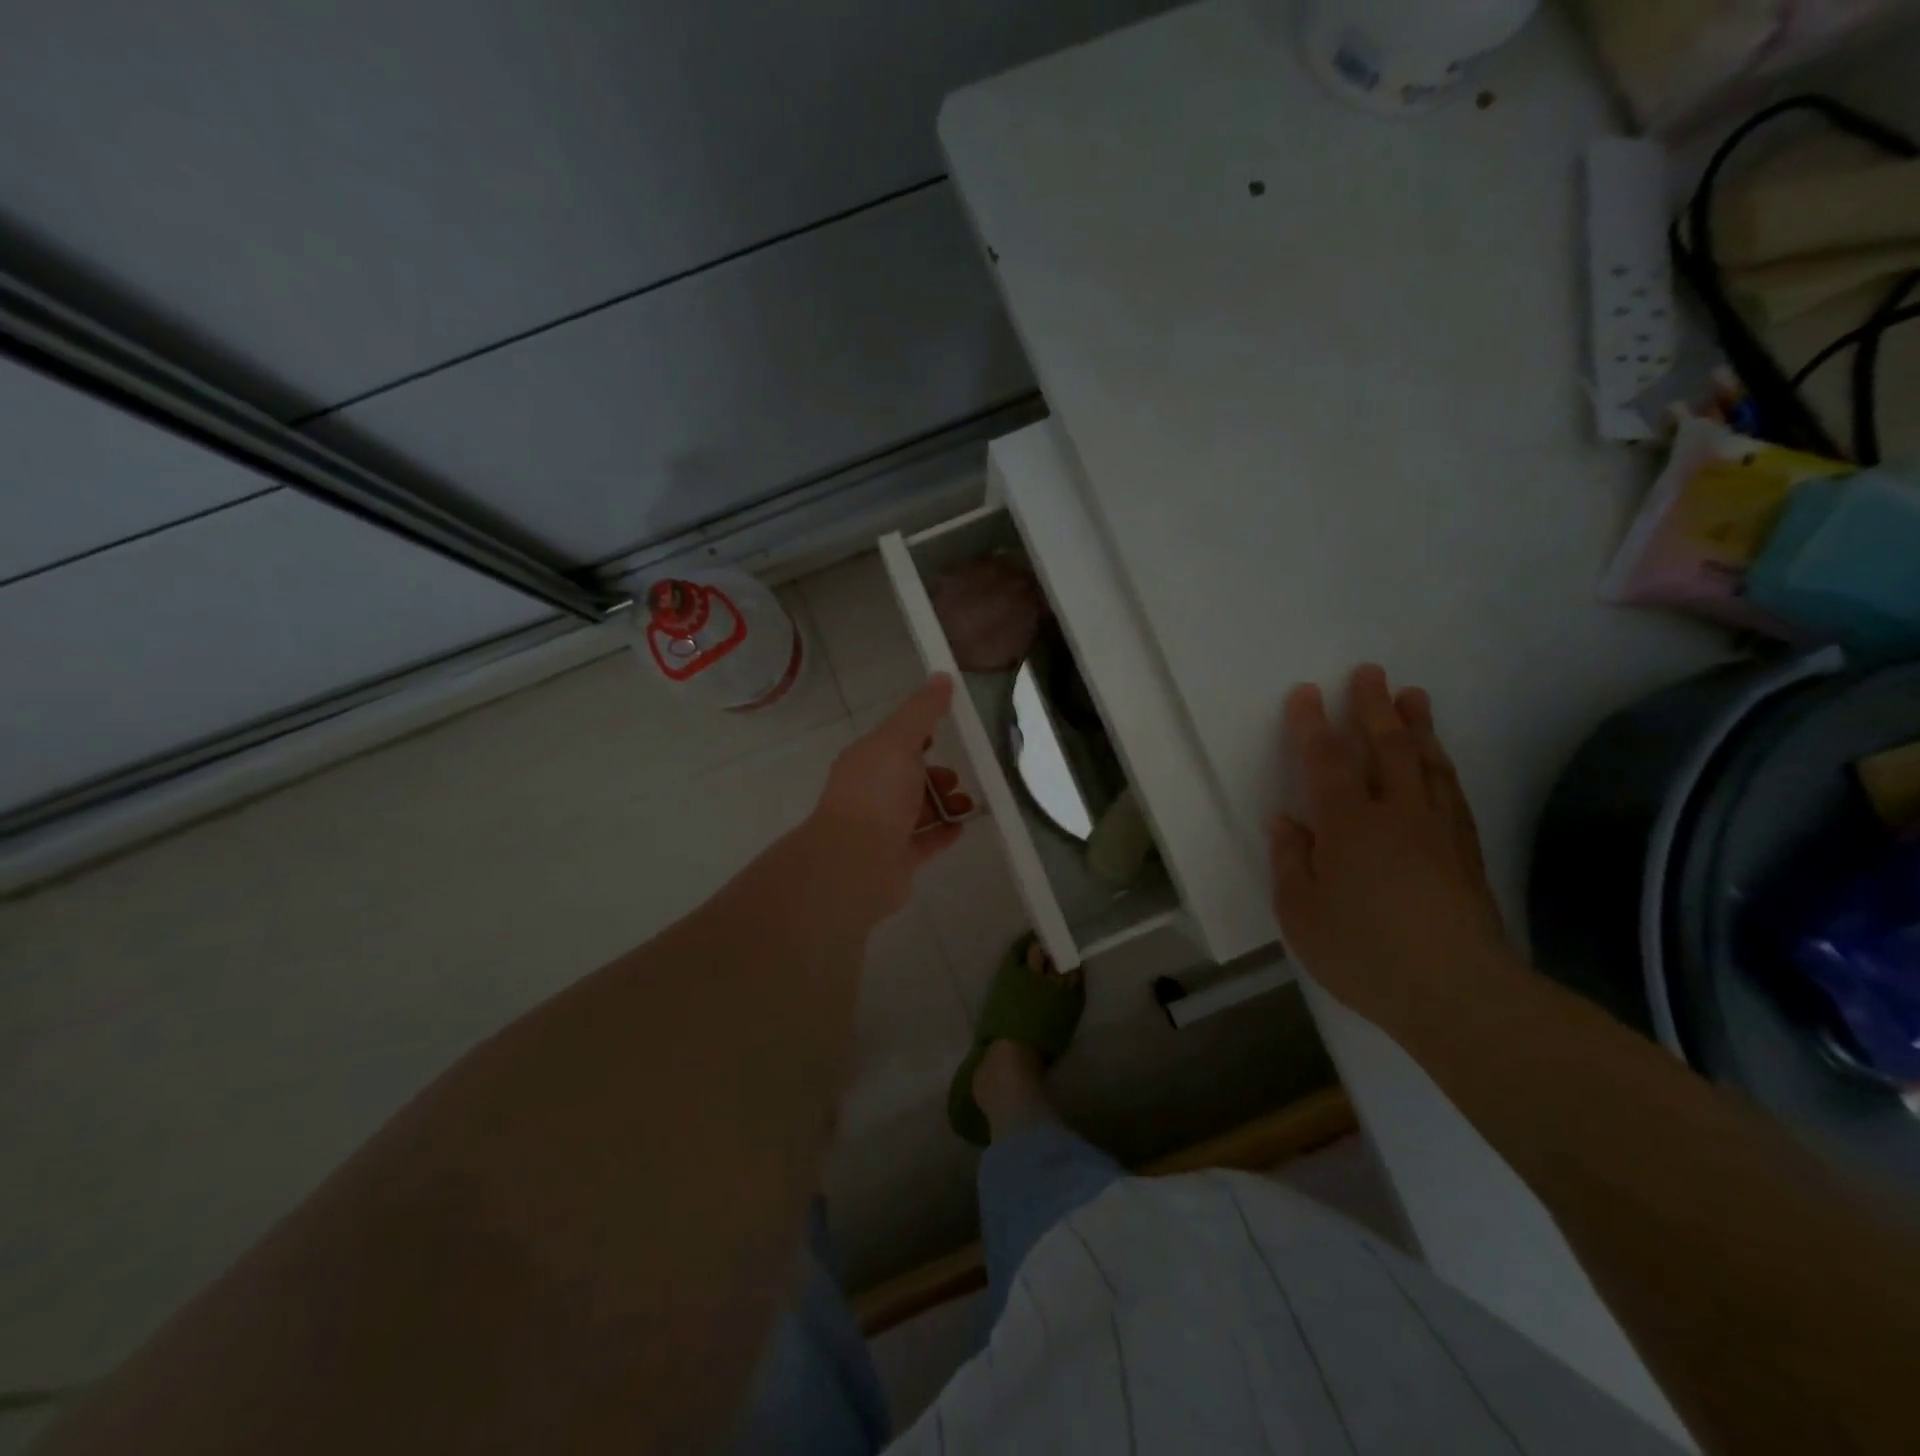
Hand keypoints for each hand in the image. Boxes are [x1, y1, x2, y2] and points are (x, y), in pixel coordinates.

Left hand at [811, 674, 973, 914]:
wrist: (856, 863)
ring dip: (943, 804)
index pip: (892, 742)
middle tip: (956, 777)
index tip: (945, 732)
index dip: (918, 735)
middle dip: (934, 774)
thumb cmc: (876, 794)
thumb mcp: (900, 741)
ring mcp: (881, 829)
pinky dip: (943, 832)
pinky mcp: (896, 860)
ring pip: (917, 811)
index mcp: (865, 762)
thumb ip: (922, 711)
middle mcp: (869, 794)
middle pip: (906, 778)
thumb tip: (942, 676)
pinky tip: (962, 828)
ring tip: (966, 804)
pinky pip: (924, 842)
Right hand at [1268, 664, 1517, 1029]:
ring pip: (1426, 763)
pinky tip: (1439, 760)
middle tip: (1371, 673)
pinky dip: (1441, 766)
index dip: (1312, 724)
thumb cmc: (1363, 951)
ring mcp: (1438, 830)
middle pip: (1385, 747)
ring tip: (1413, 696)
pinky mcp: (1466, 853)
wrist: (1458, 993)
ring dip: (1416, 726)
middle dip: (1374, 707)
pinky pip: (1451, 792)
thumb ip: (1291, 860)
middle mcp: (1395, 813)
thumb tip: (1287, 821)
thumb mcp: (1301, 911)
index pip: (1325, 760)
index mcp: (1348, 823)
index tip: (1306, 692)